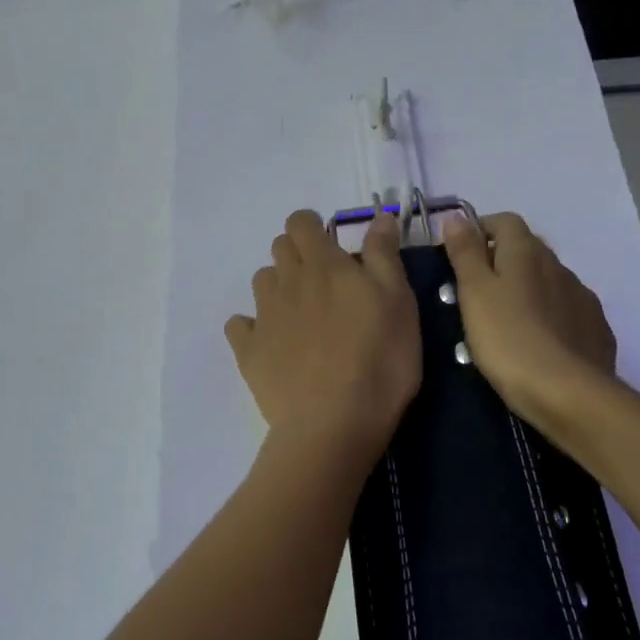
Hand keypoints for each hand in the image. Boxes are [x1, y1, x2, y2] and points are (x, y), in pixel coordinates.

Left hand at [226, 209, 420, 455]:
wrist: (334, 423)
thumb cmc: (379, 360)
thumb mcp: (399, 302)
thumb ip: (384, 255)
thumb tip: (378, 216)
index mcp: (323, 265)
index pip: (301, 222)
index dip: (312, 227)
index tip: (332, 246)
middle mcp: (287, 281)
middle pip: (279, 248)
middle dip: (298, 254)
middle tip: (325, 283)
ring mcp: (263, 316)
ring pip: (261, 282)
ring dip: (279, 287)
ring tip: (303, 315)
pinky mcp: (248, 351)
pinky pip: (240, 325)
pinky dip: (251, 326)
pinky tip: (271, 343)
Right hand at [442, 212, 615, 425]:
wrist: (568, 393)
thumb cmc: (508, 337)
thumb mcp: (474, 292)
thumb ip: (465, 252)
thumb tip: (455, 216)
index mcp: (526, 251)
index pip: (504, 221)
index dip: (480, 231)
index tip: (459, 256)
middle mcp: (559, 265)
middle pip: (527, 249)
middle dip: (502, 261)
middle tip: (475, 292)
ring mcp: (581, 297)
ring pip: (548, 281)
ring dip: (527, 289)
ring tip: (505, 321)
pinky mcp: (595, 329)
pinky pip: (566, 310)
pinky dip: (549, 316)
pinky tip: (537, 342)